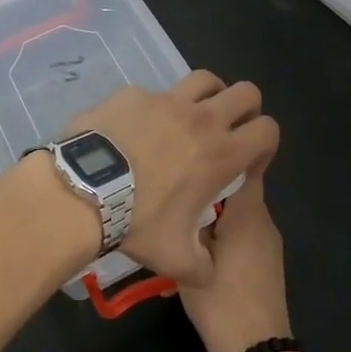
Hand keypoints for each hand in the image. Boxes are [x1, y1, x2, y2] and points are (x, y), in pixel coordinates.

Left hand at [63, 72, 277, 286]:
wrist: (82, 193)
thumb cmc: (137, 223)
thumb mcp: (176, 259)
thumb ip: (202, 266)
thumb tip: (208, 273)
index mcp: (222, 153)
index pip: (268, 129)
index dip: (265, 141)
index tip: (249, 156)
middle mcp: (202, 118)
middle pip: (247, 92)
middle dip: (245, 108)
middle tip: (228, 128)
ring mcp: (166, 100)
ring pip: (204, 79)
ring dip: (208, 94)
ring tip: (193, 115)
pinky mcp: (133, 93)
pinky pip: (153, 93)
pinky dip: (153, 107)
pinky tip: (137, 128)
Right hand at [177, 160, 292, 351]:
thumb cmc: (222, 301)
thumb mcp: (193, 259)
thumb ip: (190, 223)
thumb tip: (181, 198)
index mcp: (249, 213)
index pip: (243, 164)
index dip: (219, 153)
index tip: (192, 152)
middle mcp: (264, 221)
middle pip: (236, 189)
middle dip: (207, 188)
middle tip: (175, 191)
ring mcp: (268, 243)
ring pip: (237, 214)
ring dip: (212, 214)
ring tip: (180, 222)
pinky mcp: (266, 262)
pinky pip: (242, 234)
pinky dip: (221, 235)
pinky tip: (195, 251)